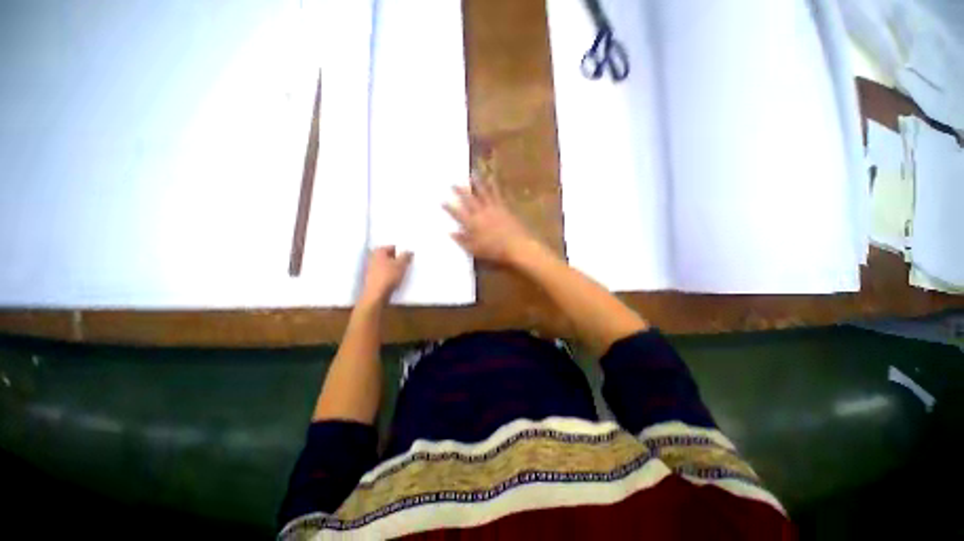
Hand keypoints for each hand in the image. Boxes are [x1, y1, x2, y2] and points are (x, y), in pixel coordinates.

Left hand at [359, 246, 412, 305]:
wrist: (376, 294)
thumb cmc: (389, 276)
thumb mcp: (401, 264)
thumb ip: (406, 256)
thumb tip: (409, 251)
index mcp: (379, 251)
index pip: (393, 247)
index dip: (402, 252)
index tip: (409, 257)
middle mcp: (373, 257)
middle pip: (390, 256)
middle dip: (399, 260)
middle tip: (407, 264)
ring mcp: (372, 268)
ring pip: (388, 265)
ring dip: (395, 268)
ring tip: (403, 273)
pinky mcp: (373, 277)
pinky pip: (385, 273)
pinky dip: (391, 274)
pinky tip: (396, 280)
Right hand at [444, 176, 538, 265]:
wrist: (516, 246)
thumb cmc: (494, 251)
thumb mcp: (475, 249)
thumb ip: (462, 240)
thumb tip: (450, 232)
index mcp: (472, 224)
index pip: (457, 213)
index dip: (449, 207)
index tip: (442, 200)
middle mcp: (480, 213)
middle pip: (468, 199)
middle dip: (460, 191)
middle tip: (453, 183)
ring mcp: (492, 208)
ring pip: (482, 192)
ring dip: (476, 182)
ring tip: (471, 173)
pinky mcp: (503, 207)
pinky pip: (497, 193)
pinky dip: (493, 185)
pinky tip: (491, 178)